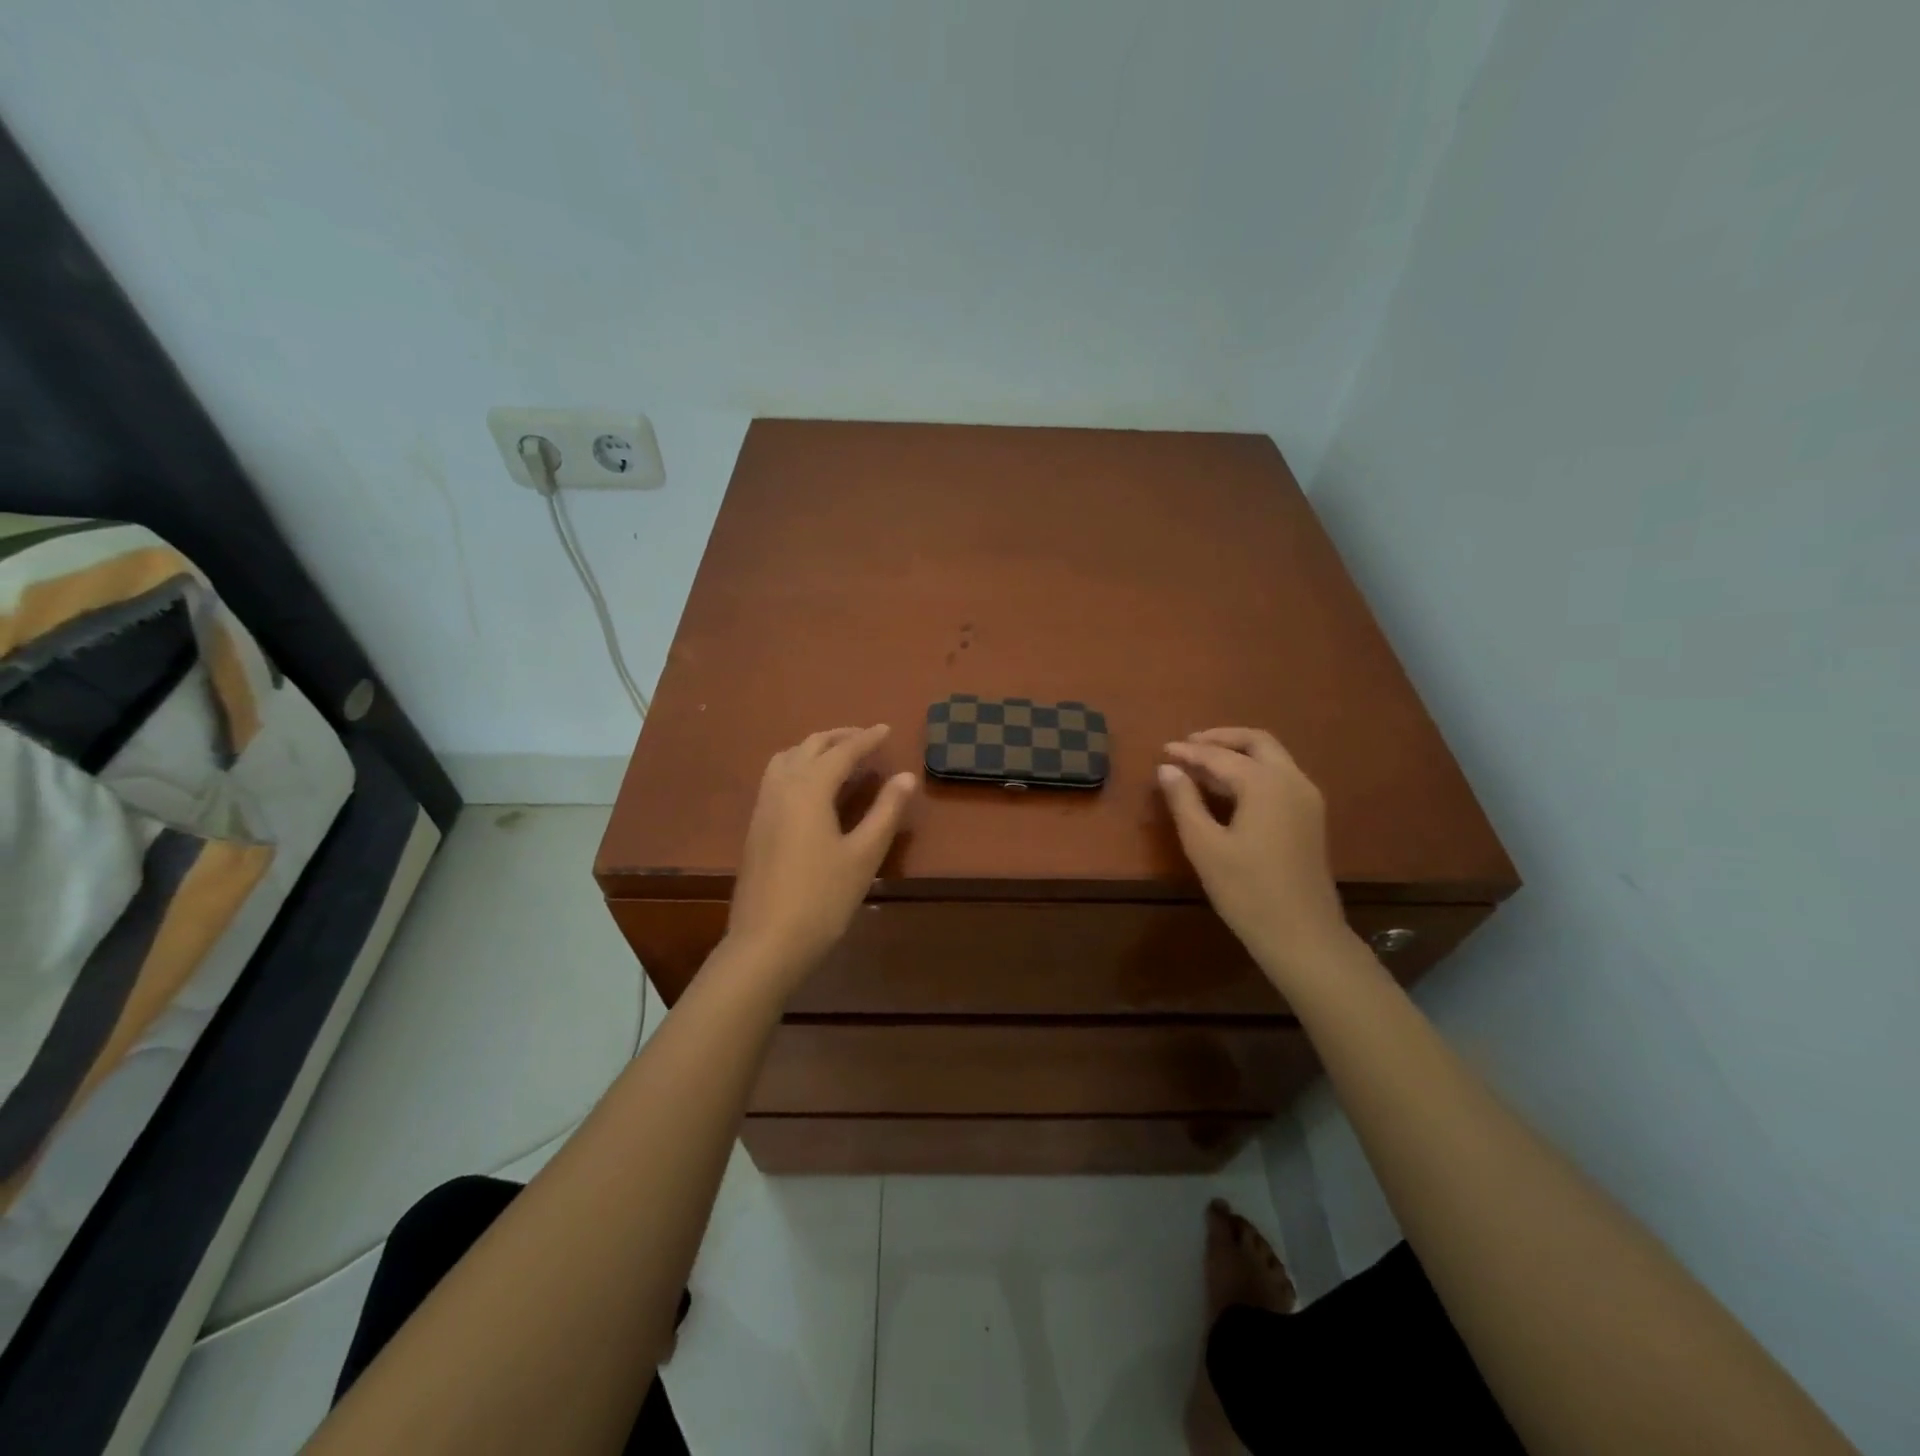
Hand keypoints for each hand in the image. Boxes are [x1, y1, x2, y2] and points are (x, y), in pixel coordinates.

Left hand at [727, 725, 917, 987]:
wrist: (767, 942)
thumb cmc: (822, 898)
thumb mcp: (863, 855)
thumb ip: (885, 811)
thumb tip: (905, 776)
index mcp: (809, 789)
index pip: (842, 752)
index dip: (867, 739)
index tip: (887, 729)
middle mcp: (781, 788)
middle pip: (810, 747)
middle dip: (839, 737)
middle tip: (866, 739)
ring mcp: (763, 807)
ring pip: (787, 759)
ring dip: (814, 749)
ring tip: (839, 757)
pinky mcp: (756, 826)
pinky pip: (776, 778)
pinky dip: (798, 766)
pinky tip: (813, 788)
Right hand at [1158, 728, 1352, 986]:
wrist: (1302, 935)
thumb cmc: (1246, 890)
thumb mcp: (1205, 845)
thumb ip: (1184, 801)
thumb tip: (1167, 769)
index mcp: (1266, 784)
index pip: (1220, 756)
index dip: (1189, 752)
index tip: (1163, 751)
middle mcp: (1292, 781)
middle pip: (1257, 742)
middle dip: (1221, 738)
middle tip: (1188, 744)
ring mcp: (1307, 799)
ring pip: (1272, 758)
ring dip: (1238, 753)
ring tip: (1202, 763)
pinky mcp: (1310, 817)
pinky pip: (1279, 777)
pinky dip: (1252, 771)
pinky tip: (1229, 789)